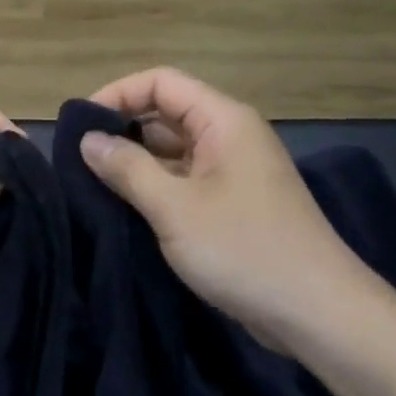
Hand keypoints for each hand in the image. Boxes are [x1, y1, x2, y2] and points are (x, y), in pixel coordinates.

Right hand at [80, 68, 385, 353]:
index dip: (117, 94)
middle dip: (122, 130)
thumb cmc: (244, 249)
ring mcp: (233, 173)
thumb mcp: (174, 207)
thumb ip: (127, 168)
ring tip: (91, 184)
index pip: (161, 82)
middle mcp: (230, 137)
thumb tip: (88, 139)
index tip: (79, 125)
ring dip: (135, 163)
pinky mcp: (233, 206)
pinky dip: (154, 189)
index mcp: (224, 121)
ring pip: (173, 151)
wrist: (318, 313)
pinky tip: (124, 209)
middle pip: (166, 114)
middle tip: (78, 159)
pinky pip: (184, 182)